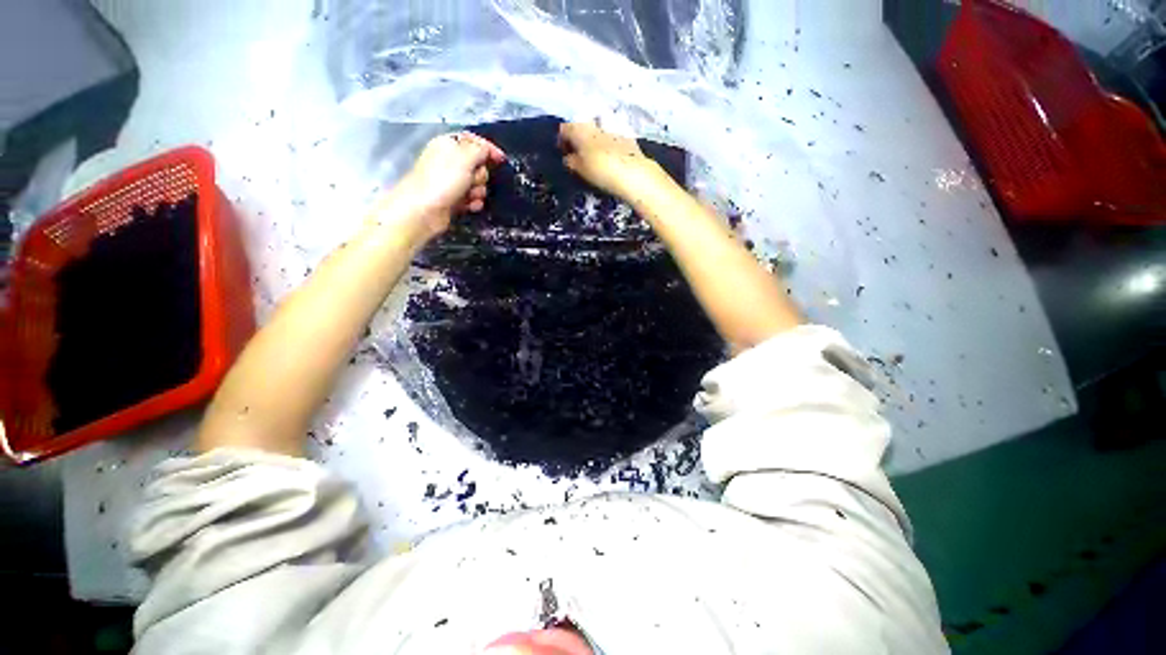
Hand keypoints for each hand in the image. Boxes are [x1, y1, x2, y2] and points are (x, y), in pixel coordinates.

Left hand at [378, 131, 505, 241]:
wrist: (424, 210)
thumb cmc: (442, 181)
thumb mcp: (464, 158)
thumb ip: (479, 150)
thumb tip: (487, 149)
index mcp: (448, 145)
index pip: (473, 141)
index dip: (488, 149)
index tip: (501, 159)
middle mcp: (449, 161)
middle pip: (478, 165)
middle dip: (481, 175)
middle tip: (473, 180)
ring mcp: (451, 182)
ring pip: (477, 184)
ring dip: (478, 191)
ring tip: (470, 196)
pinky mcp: (453, 199)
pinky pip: (472, 199)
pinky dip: (473, 203)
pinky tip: (469, 206)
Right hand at [559, 122, 661, 199]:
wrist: (633, 174)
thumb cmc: (601, 170)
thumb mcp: (579, 169)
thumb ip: (570, 162)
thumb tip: (569, 158)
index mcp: (580, 127)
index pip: (564, 128)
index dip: (561, 141)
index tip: (563, 154)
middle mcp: (595, 123)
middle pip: (581, 128)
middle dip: (578, 141)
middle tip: (578, 158)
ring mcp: (613, 129)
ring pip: (597, 133)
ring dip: (593, 144)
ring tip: (594, 160)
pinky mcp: (627, 138)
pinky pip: (611, 140)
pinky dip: (607, 147)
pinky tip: (610, 161)